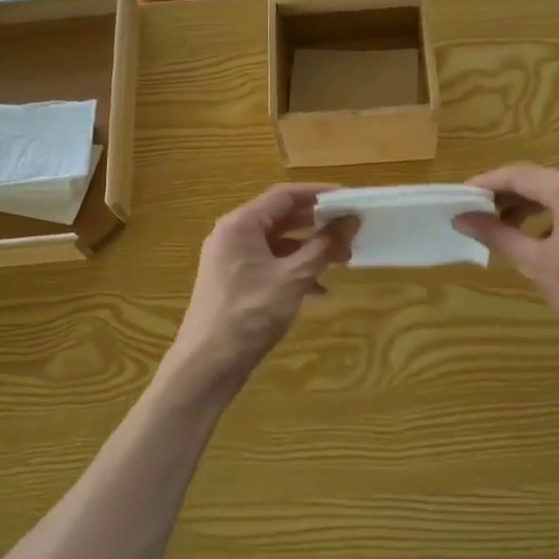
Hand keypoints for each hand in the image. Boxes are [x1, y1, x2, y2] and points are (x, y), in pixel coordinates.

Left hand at [174, 184, 355, 374]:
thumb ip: (323, 247)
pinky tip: (319, 290)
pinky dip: (294, 271)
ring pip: (277, 244)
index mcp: (241, 225)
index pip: (284, 195)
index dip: (319, 193)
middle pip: (281, 218)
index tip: (349, 198)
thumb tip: (351, 220)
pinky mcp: (234, 283)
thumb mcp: (293, 278)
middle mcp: (232, 235)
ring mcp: (231, 260)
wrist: (207, 365)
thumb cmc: (249, 314)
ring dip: (309, 250)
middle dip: (318, 225)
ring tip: (342, 261)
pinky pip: (270, 265)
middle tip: (350, 231)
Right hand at [456, 166, 558, 361]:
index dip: (487, 183)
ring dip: (529, 205)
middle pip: (540, 180)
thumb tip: (462, 218)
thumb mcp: (536, 264)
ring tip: (504, 228)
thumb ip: (497, 235)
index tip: (461, 196)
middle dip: (507, 195)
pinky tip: (539, 237)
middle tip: (477, 213)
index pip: (519, 175)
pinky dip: (553, 214)